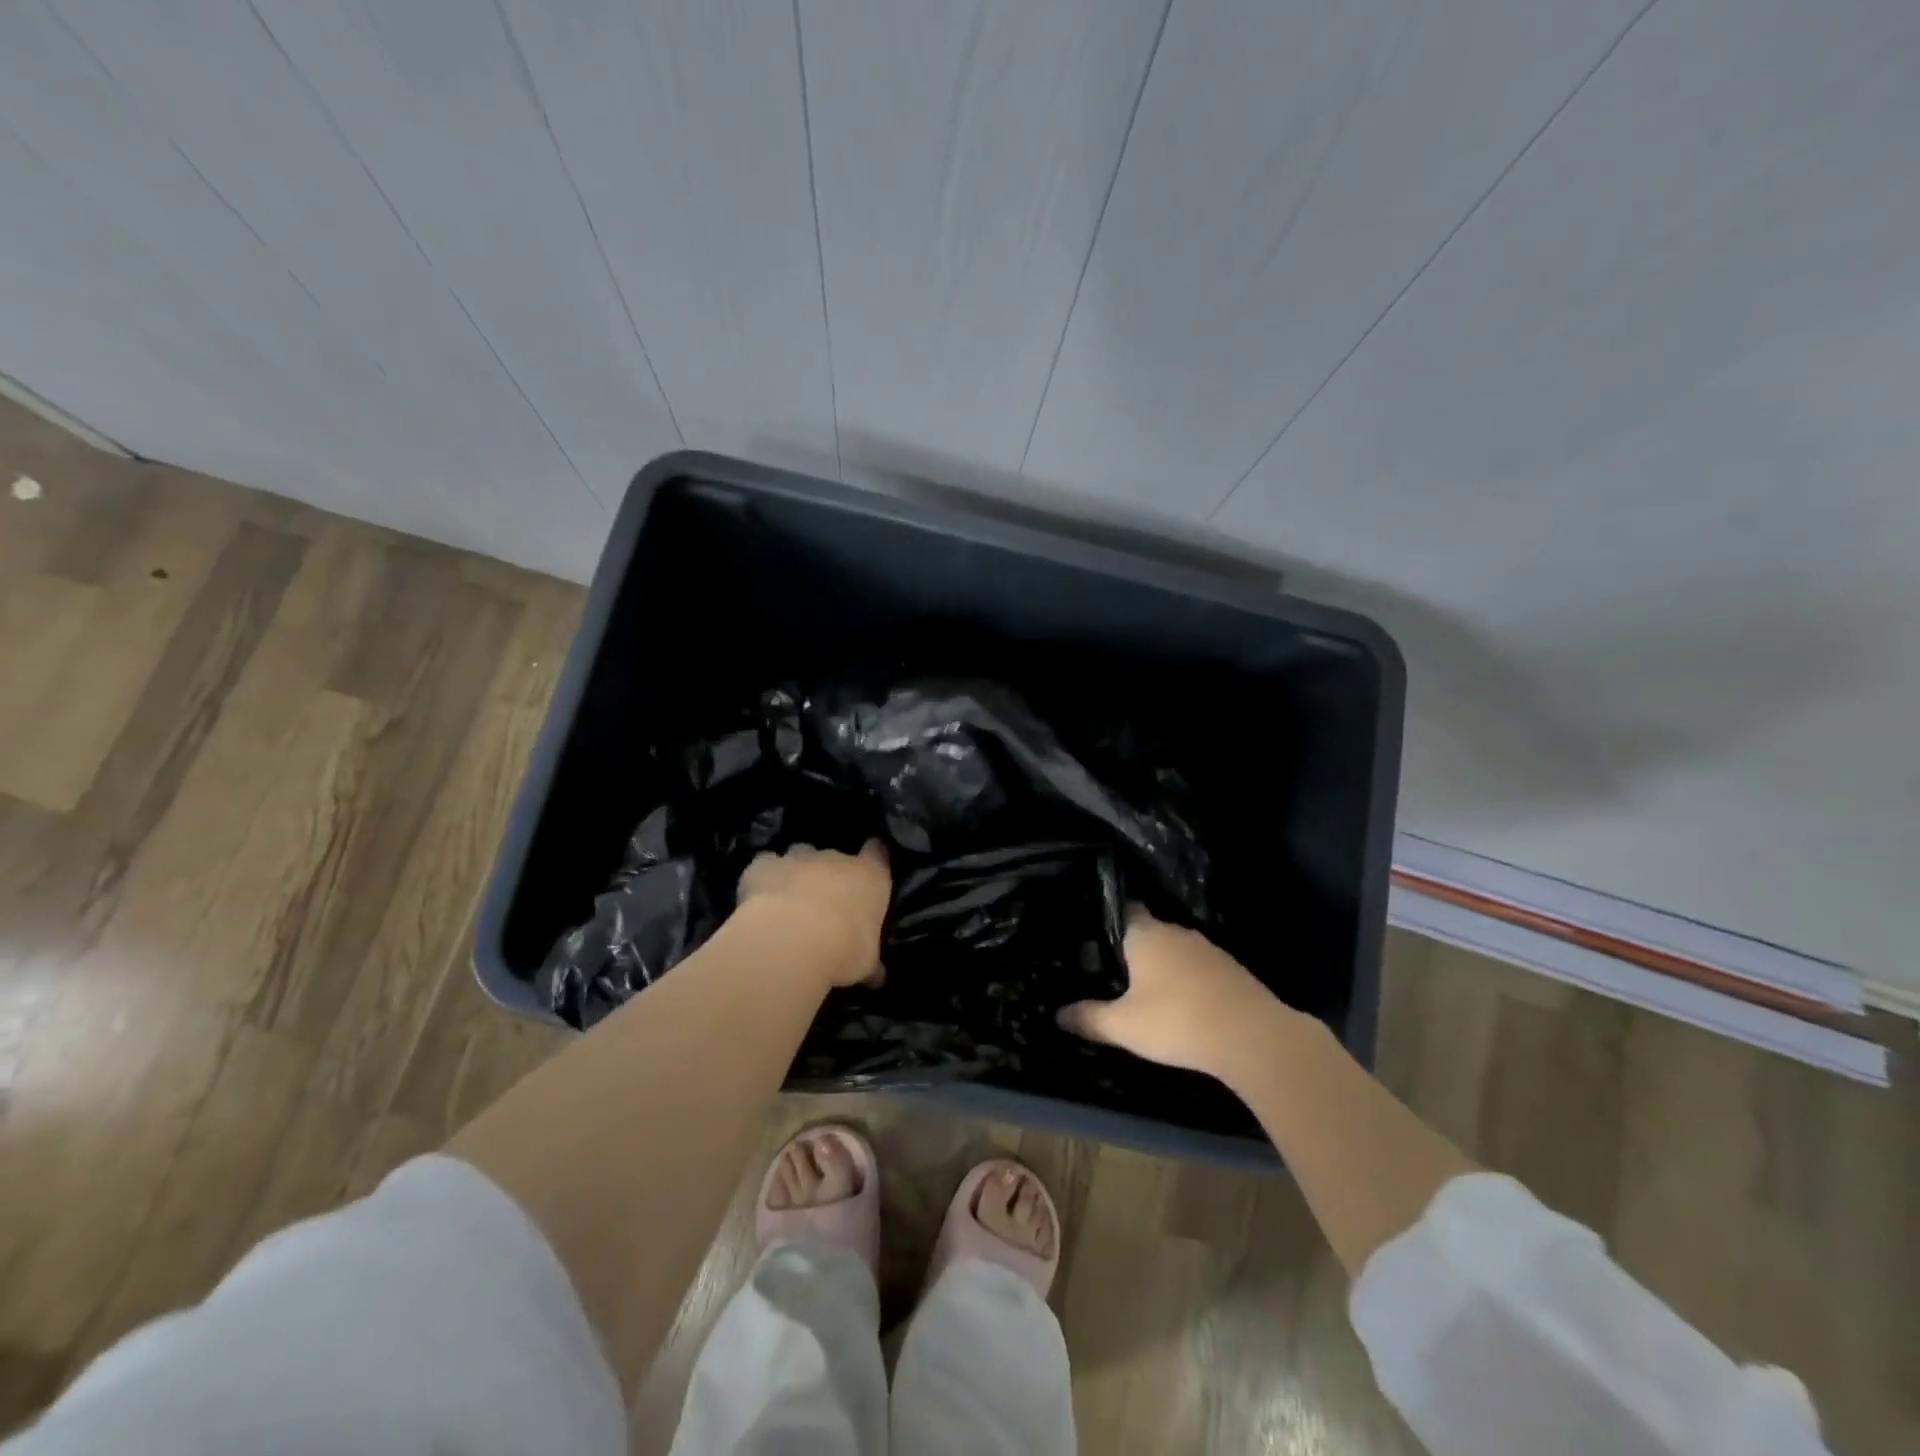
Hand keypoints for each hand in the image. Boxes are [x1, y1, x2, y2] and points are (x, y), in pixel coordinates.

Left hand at [737, 840, 890, 988]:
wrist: (792, 940)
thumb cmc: (843, 949)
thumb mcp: (865, 963)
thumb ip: (870, 962)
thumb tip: (877, 975)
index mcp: (869, 876)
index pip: (878, 852)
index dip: (874, 856)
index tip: (869, 865)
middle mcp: (835, 859)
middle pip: (834, 856)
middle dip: (828, 873)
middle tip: (823, 903)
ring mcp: (797, 858)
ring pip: (799, 853)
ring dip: (796, 871)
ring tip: (789, 898)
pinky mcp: (763, 866)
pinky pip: (764, 864)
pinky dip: (762, 877)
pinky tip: (758, 896)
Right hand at [1057, 907, 1290, 1078]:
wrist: (1252, 1037)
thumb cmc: (1177, 1021)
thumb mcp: (1124, 1026)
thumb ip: (1090, 1018)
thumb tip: (1058, 1014)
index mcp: (1145, 934)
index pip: (1120, 909)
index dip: (1105, 918)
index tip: (1090, 932)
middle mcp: (1174, 931)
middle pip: (1147, 928)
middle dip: (1131, 945)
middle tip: (1111, 966)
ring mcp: (1206, 948)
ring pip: (1173, 948)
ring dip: (1161, 963)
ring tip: (1144, 984)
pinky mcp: (1230, 968)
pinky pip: (1197, 965)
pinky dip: (1186, 978)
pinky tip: (1180, 999)